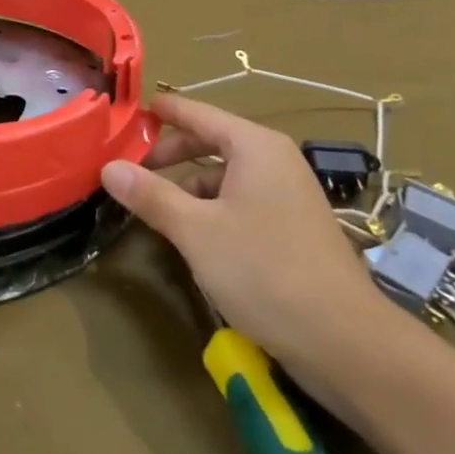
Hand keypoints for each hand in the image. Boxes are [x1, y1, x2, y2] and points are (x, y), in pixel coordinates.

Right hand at [102, 93, 401, 407]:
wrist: (345, 341)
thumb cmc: (264, 271)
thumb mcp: (196, 231)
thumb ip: (150, 195)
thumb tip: (108, 167)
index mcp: (255, 146)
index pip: (198, 112)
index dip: (162, 112)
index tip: (129, 113)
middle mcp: (274, 161)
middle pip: (211, 141)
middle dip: (170, 153)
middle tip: (130, 168)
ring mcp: (287, 195)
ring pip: (225, 176)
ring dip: (188, 186)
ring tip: (155, 208)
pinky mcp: (292, 228)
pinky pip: (241, 201)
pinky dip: (211, 209)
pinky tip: (193, 237)